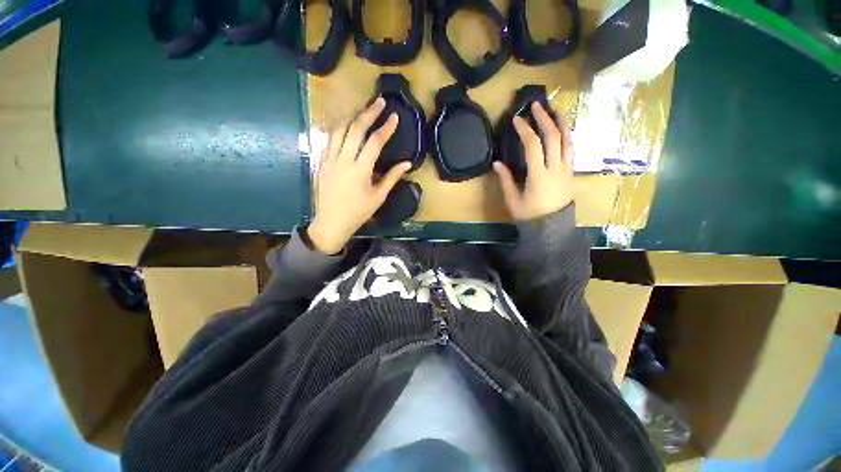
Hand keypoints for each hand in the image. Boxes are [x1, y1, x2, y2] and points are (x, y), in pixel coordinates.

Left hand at [307, 98, 411, 254]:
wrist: (332, 221)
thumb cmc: (359, 212)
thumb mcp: (379, 196)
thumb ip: (392, 177)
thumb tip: (407, 163)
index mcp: (360, 170)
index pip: (374, 142)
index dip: (385, 128)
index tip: (394, 117)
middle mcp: (344, 160)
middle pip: (356, 129)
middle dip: (369, 113)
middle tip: (379, 102)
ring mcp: (330, 159)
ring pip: (340, 129)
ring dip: (352, 116)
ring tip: (363, 109)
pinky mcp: (322, 161)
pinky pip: (329, 139)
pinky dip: (339, 127)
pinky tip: (346, 124)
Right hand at [493, 102, 573, 220]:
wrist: (552, 229)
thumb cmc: (530, 216)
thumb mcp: (513, 200)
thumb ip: (505, 180)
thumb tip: (497, 163)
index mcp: (539, 176)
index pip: (533, 146)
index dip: (525, 130)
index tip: (516, 119)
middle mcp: (556, 168)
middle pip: (554, 137)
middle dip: (545, 118)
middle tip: (536, 105)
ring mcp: (567, 169)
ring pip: (568, 140)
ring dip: (561, 122)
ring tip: (554, 109)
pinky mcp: (571, 172)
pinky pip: (571, 149)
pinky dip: (567, 135)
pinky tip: (562, 129)